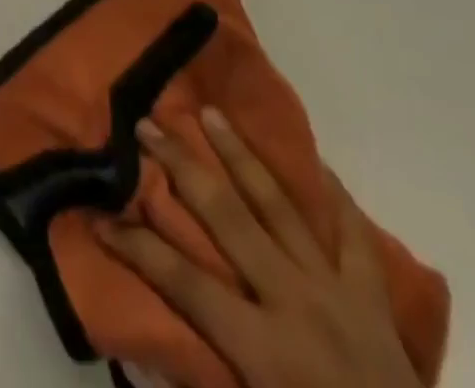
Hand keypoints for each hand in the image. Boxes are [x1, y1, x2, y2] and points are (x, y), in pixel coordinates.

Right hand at [96, 110, 421, 387]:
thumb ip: (207, 380)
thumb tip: (153, 349)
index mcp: (262, 349)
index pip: (184, 283)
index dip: (138, 247)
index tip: (101, 214)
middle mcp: (294, 302)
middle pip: (227, 218)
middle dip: (182, 167)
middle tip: (149, 124)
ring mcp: (336, 290)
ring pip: (279, 206)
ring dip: (240, 155)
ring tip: (212, 113)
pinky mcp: (373, 297)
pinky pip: (353, 234)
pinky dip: (334, 195)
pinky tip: (315, 161)